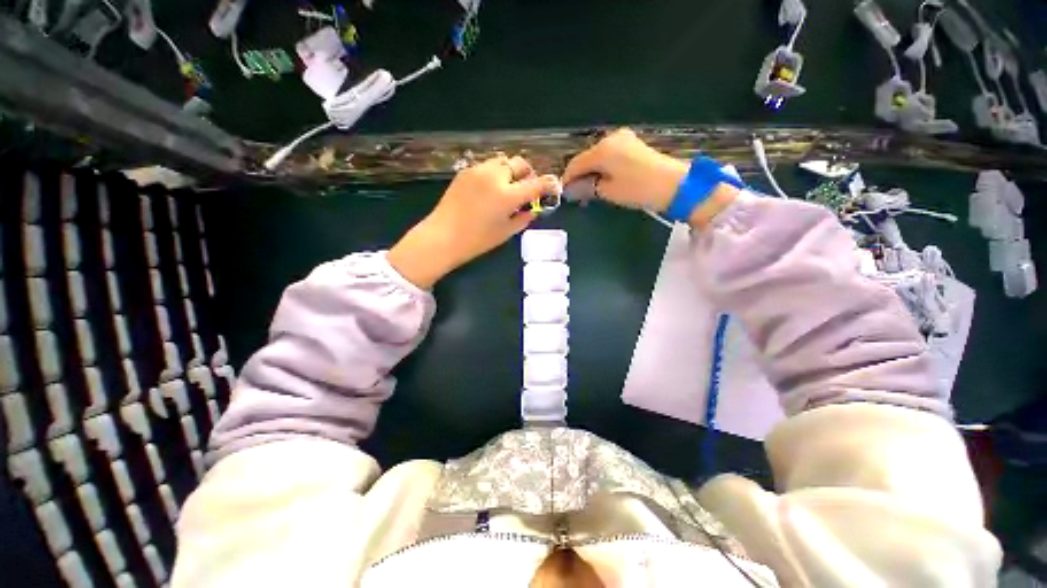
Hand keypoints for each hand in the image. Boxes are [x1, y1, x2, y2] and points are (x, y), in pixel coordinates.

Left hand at [389, 155, 561, 288]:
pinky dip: (495, 174)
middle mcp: (495, 176)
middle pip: (520, 163)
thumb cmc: (477, 241)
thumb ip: (523, 218)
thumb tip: (532, 209)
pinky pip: (487, 166)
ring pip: (503, 161)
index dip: (549, 185)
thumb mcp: (506, 232)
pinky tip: (490, 190)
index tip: (553, 188)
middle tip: (526, 189)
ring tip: (507, 188)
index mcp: (508, 195)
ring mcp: (478, 171)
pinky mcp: (466, 171)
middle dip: (528, 174)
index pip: (537, 184)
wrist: (443, 236)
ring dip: (511, 172)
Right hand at [563, 128, 687, 211]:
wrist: (674, 184)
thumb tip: (571, 190)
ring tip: (590, 189)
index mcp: (602, 150)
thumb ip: (587, 188)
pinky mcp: (632, 143)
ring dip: (591, 171)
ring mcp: (623, 138)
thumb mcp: (608, 191)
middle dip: (580, 175)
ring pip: (597, 156)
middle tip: (577, 194)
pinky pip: (609, 154)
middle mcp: (610, 138)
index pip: (575, 164)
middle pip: (586, 158)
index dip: (567, 179)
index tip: (564, 193)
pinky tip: (603, 179)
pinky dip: (603, 167)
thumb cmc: (638, 189)